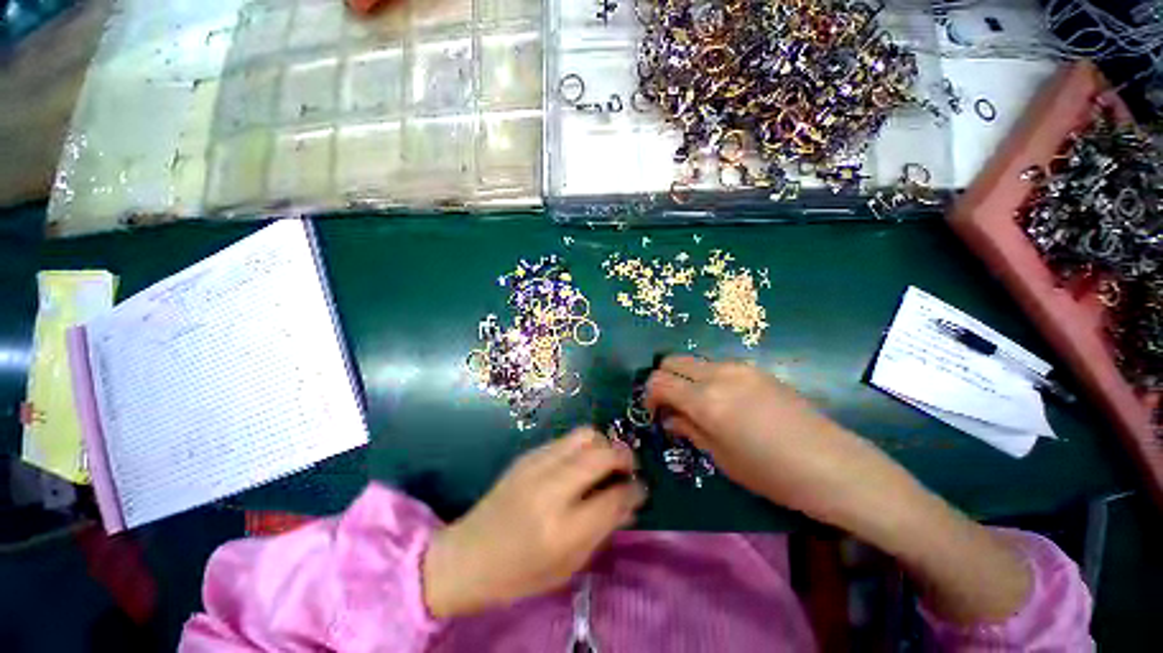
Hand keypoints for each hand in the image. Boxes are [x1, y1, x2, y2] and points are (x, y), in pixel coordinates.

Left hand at [422, 427, 645, 618]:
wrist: (468, 555)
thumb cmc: (519, 573)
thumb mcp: (568, 565)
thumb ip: (604, 529)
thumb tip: (631, 500)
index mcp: (561, 529)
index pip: (613, 497)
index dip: (635, 489)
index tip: (641, 487)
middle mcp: (550, 489)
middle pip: (601, 454)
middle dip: (624, 456)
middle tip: (628, 468)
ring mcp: (536, 465)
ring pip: (585, 435)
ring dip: (604, 444)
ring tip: (606, 461)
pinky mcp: (528, 454)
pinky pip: (567, 439)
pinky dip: (583, 446)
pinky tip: (580, 463)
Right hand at [644, 356, 916, 525]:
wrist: (835, 465)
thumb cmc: (773, 474)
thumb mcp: (722, 458)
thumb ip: (689, 429)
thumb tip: (670, 416)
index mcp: (706, 400)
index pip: (659, 381)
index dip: (648, 395)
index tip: (654, 413)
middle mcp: (718, 374)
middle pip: (672, 361)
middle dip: (663, 380)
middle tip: (671, 405)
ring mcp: (740, 367)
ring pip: (695, 362)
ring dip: (686, 379)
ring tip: (698, 406)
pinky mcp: (757, 369)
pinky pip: (717, 366)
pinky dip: (707, 378)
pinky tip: (725, 402)